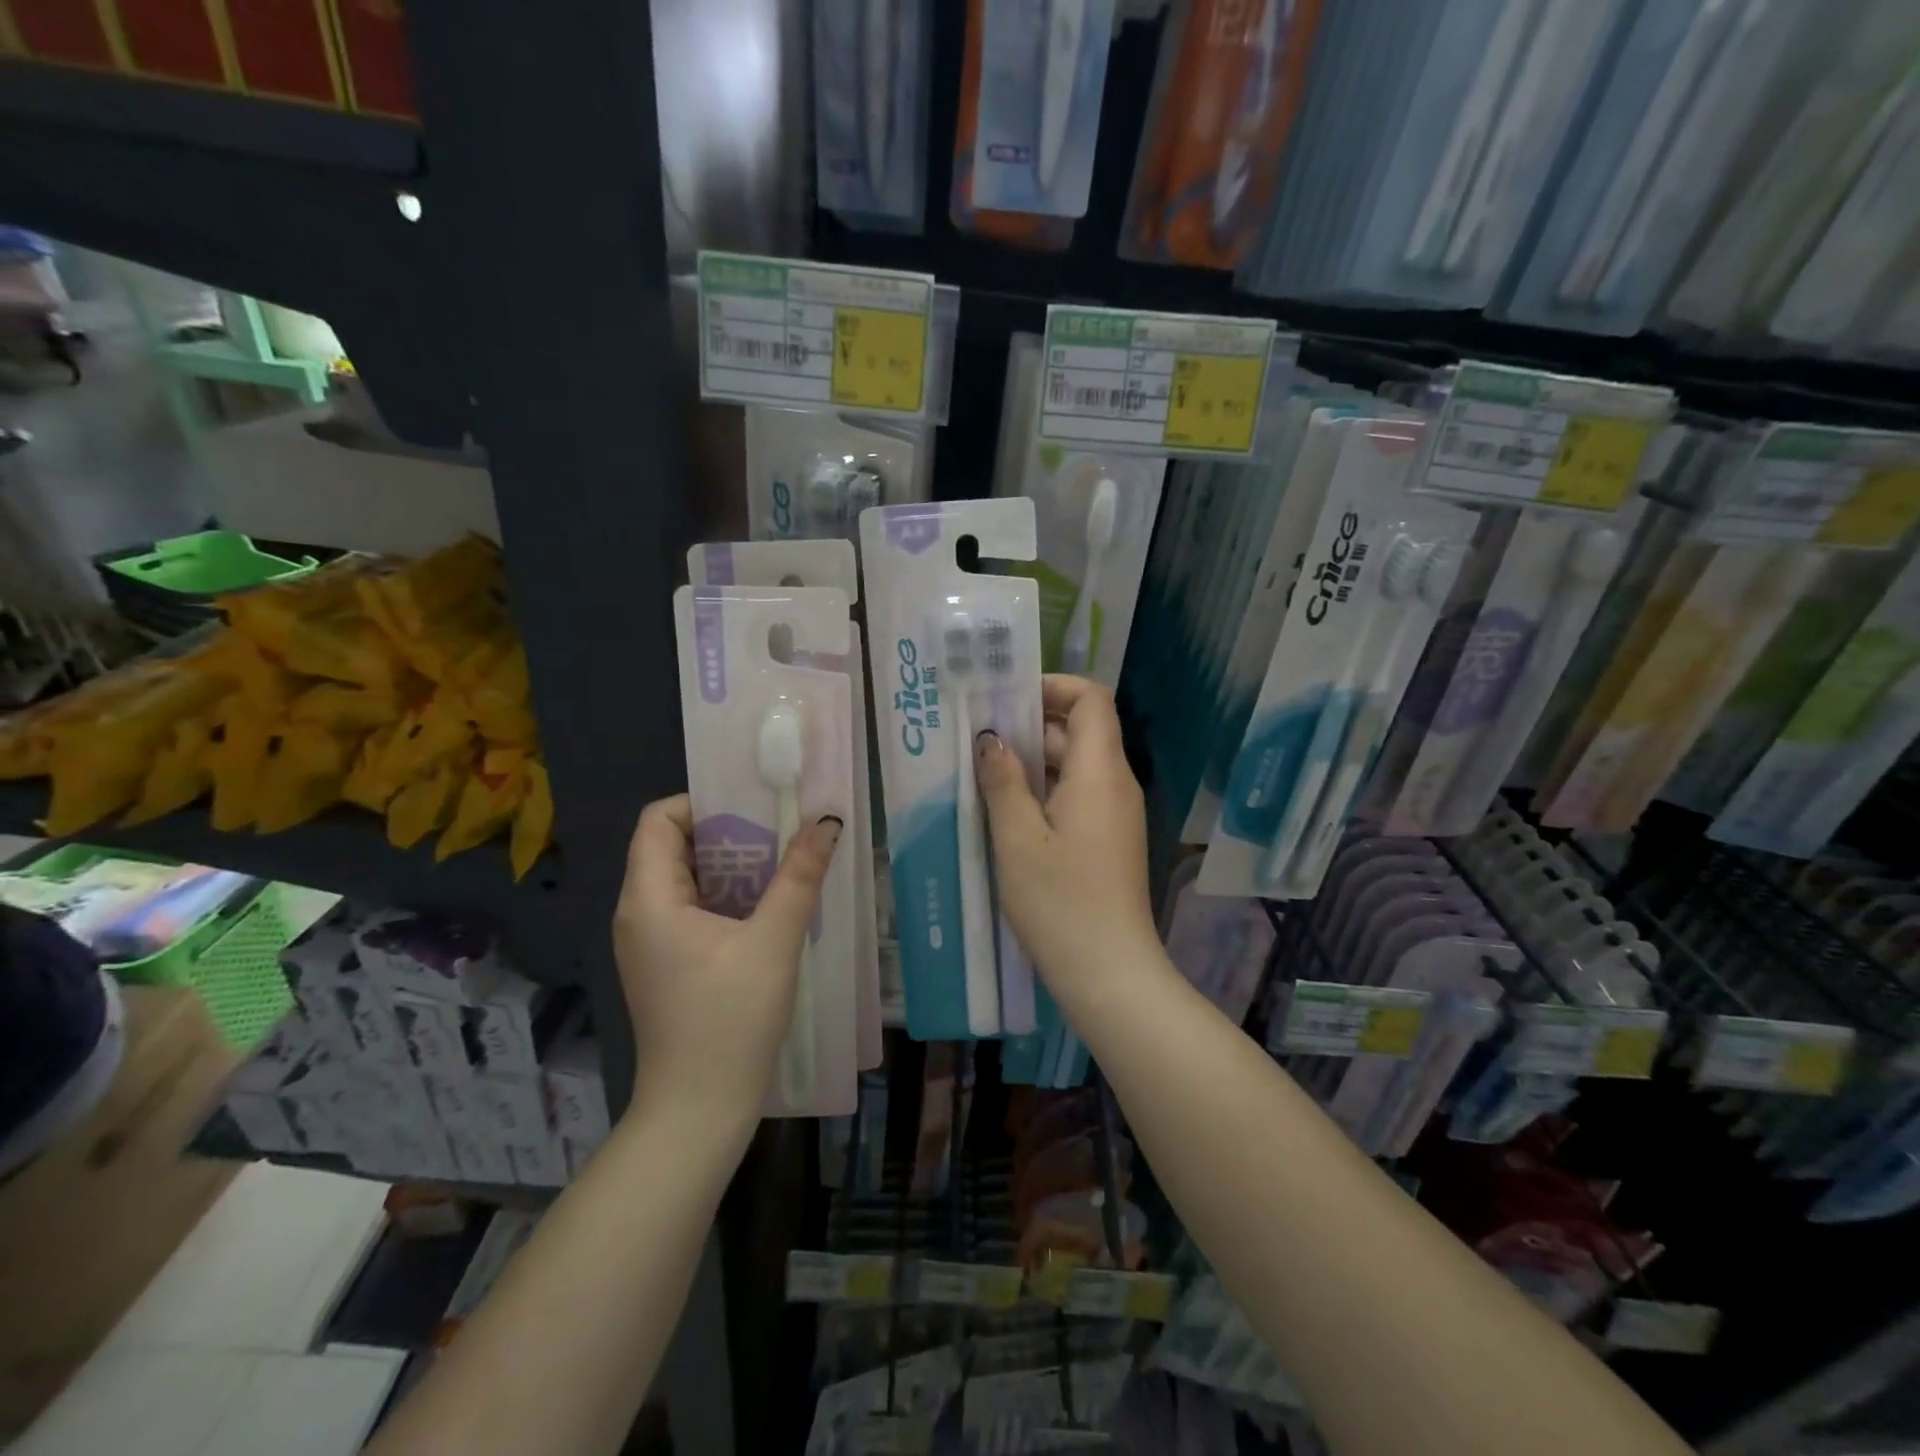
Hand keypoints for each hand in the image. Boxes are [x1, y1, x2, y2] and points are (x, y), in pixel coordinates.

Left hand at [613, 795, 842, 1123]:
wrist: (698, 1109)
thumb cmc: (730, 1019)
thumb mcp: (773, 940)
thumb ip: (800, 875)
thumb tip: (827, 821)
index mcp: (649, 898)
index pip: (658, 819)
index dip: (702, 803)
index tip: (754, 808)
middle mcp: (637, 913)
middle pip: (672, 846)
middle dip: (728, 832)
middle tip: (780, 833)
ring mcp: (648, 942)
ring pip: (685, 879)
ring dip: (731, 866)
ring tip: (781, 864)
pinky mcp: (664, 964)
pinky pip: (690, 909)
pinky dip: (725, 896)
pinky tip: (766, 908)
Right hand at [975, 676, 1157, 999]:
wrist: (1109, 974)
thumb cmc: (1061, 902)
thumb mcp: (1018, 839)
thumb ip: (1003, 781)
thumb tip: (991, 739)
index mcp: (1100, 772)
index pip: (1091, 699)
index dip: (1052, 687)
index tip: (1005, 700)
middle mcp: (1115, 784)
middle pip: (1079, 730)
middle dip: (1030, 724)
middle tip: (977, 735)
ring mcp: (1114, 814)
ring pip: (1075, 765)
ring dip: (1033, 760)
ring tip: (982, 770)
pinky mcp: (1108, 839)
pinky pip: (1077, 795)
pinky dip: (1044, 789)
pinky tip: (1006, 810)